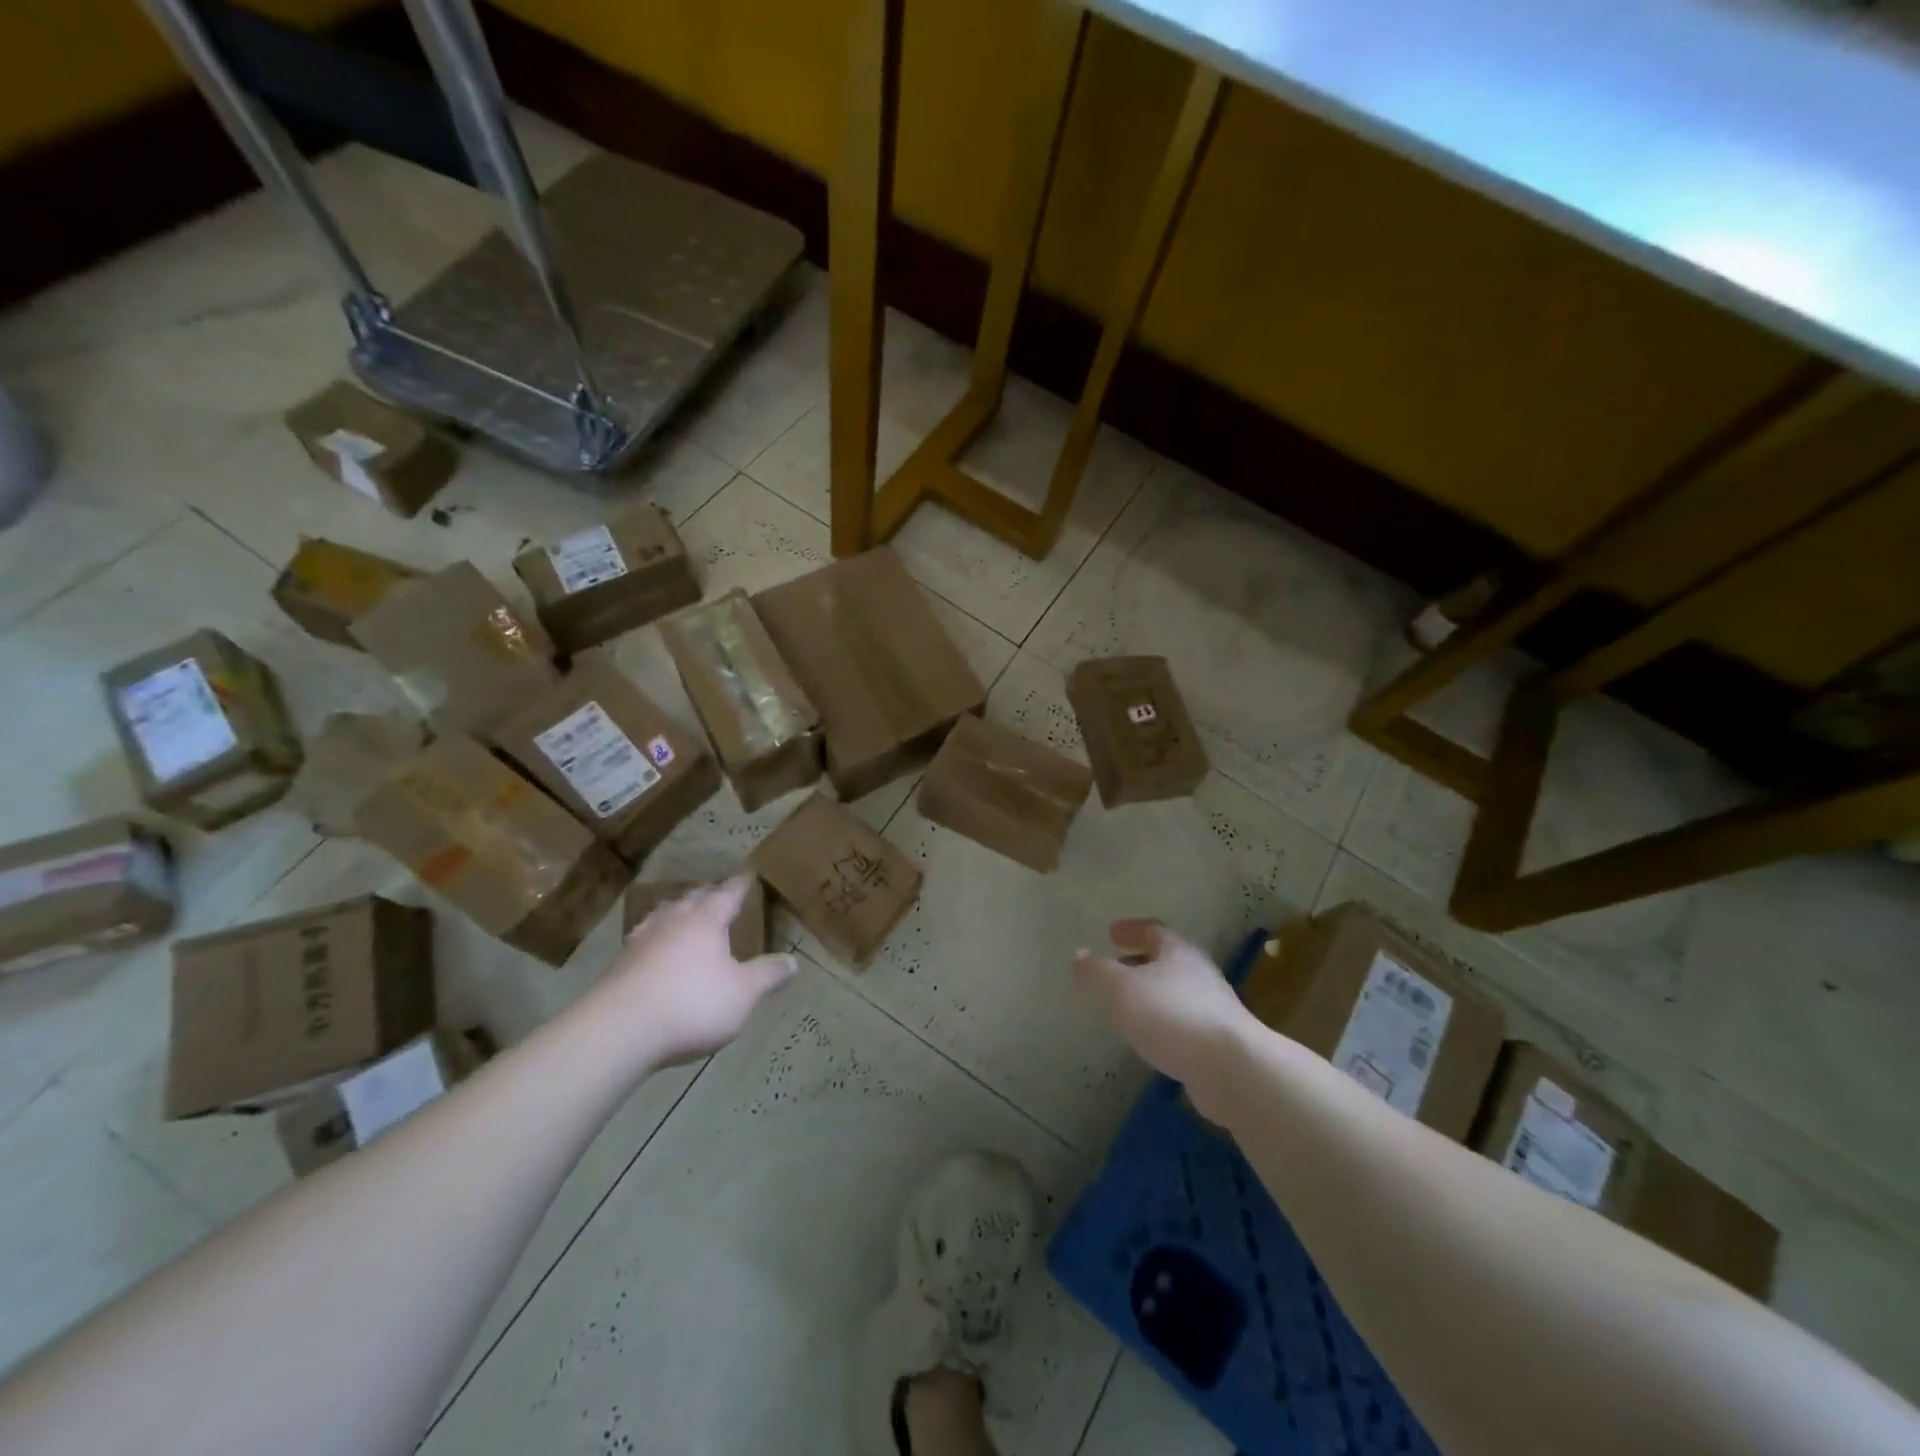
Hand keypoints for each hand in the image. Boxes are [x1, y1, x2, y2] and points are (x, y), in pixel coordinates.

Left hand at [603, 876, 798, 1066]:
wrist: (619, 1030)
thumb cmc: (692, 1004)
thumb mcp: (743, 993)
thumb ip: (767, 975)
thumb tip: (794, 961)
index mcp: (706, 921)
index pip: (727, 895)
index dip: (739, 886)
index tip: (747, 874)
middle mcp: (673, 922)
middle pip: (691, 900)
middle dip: (706, 895)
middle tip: (716, 893)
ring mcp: (642, 942)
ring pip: (662, 916)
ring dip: (675, 912)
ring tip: (681, 912)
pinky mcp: (619, 966)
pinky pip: (642, 941)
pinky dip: (654, 939)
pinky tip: (651, 950)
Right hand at [1075, 920, 1253, 1115]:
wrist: (1230, 1068)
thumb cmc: (1170, 1014)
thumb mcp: (1121, 988)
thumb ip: (1097, 971)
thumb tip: (1080, 955)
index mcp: (1177, 951)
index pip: (1153, 930)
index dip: (1131, 929)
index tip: (1111, 932)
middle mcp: (1199, 973)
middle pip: (1167, 960)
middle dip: (1140, 961)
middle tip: (1116, 966)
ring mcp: (1212, 1007)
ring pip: (1175, 991)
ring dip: (1151, 993)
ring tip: (1127, 1004)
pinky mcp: (1218, 1041)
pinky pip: (1182, 1021)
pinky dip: (1163, 1021)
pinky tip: (1150, 1037)